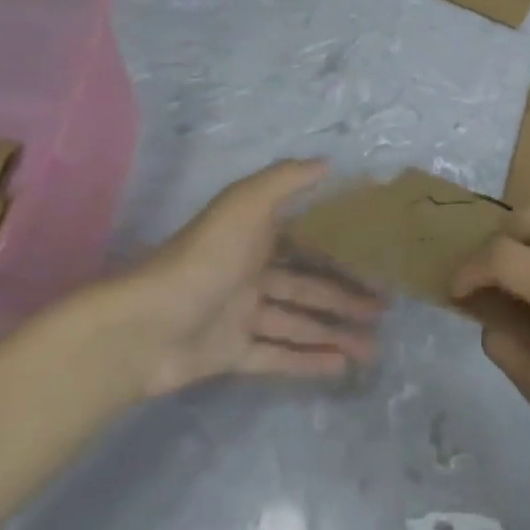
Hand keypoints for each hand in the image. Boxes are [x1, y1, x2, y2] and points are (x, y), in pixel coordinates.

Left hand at [57, 160, 382, 408]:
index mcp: (254, 238)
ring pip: (298, 323)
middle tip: (384, 309)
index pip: (307, 242)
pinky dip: (307, 361)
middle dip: (346, 297)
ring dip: (334, 333)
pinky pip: (277, 356)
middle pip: (308, 287)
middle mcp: (251, 274)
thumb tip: (328, 163)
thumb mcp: (246, 205)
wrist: (146, 325)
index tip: (375, 257)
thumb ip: (286, 180)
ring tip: (373, 347)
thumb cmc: (204, 258)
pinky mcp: (231, 353)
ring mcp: (241, 316)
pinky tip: (340, 366)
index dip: (340, 249)